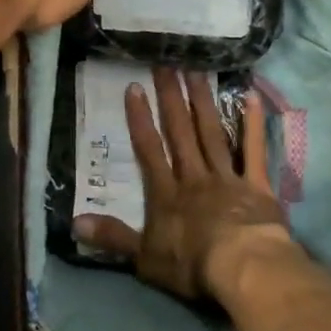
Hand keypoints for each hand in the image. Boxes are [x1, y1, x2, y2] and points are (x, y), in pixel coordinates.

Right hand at [72, 67, 300, 302]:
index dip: (140, 119)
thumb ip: (112, 237)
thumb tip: (74, 223)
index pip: (149, 150)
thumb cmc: (191, 265)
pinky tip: (251, 96)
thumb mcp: (144, 258)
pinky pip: (254, 150)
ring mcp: (226, 177)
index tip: (134, 87)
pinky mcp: (256, 185)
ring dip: (203, 101)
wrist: (242, 268)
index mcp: (166, 193)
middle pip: (180, 132)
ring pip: (211, 133)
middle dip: (171, 98)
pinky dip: (252, 124)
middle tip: (166, 63)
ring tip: (197, 70)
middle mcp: (194, 177)